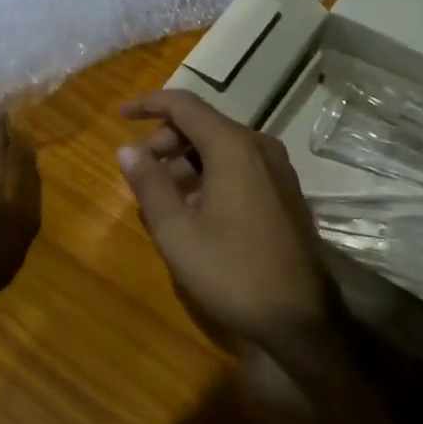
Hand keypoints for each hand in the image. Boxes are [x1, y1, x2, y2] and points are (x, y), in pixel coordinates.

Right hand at [119, 90, 334, 355]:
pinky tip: (193, 206)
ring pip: (221, 146)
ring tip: (160, 193)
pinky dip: (209, 173)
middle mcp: (259, 146)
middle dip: (165, 139)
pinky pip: (239, 165)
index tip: (120, 115)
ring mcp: (277, 169)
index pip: (184, 105)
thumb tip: (126, 149)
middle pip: (203, 124)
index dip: (148, 104)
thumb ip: (149, 184)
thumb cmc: (232, 272)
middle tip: (139, 170)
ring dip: (185, 159)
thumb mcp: (177, 231)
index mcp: (233, 147)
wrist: (302, 319)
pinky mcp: (284, 191)